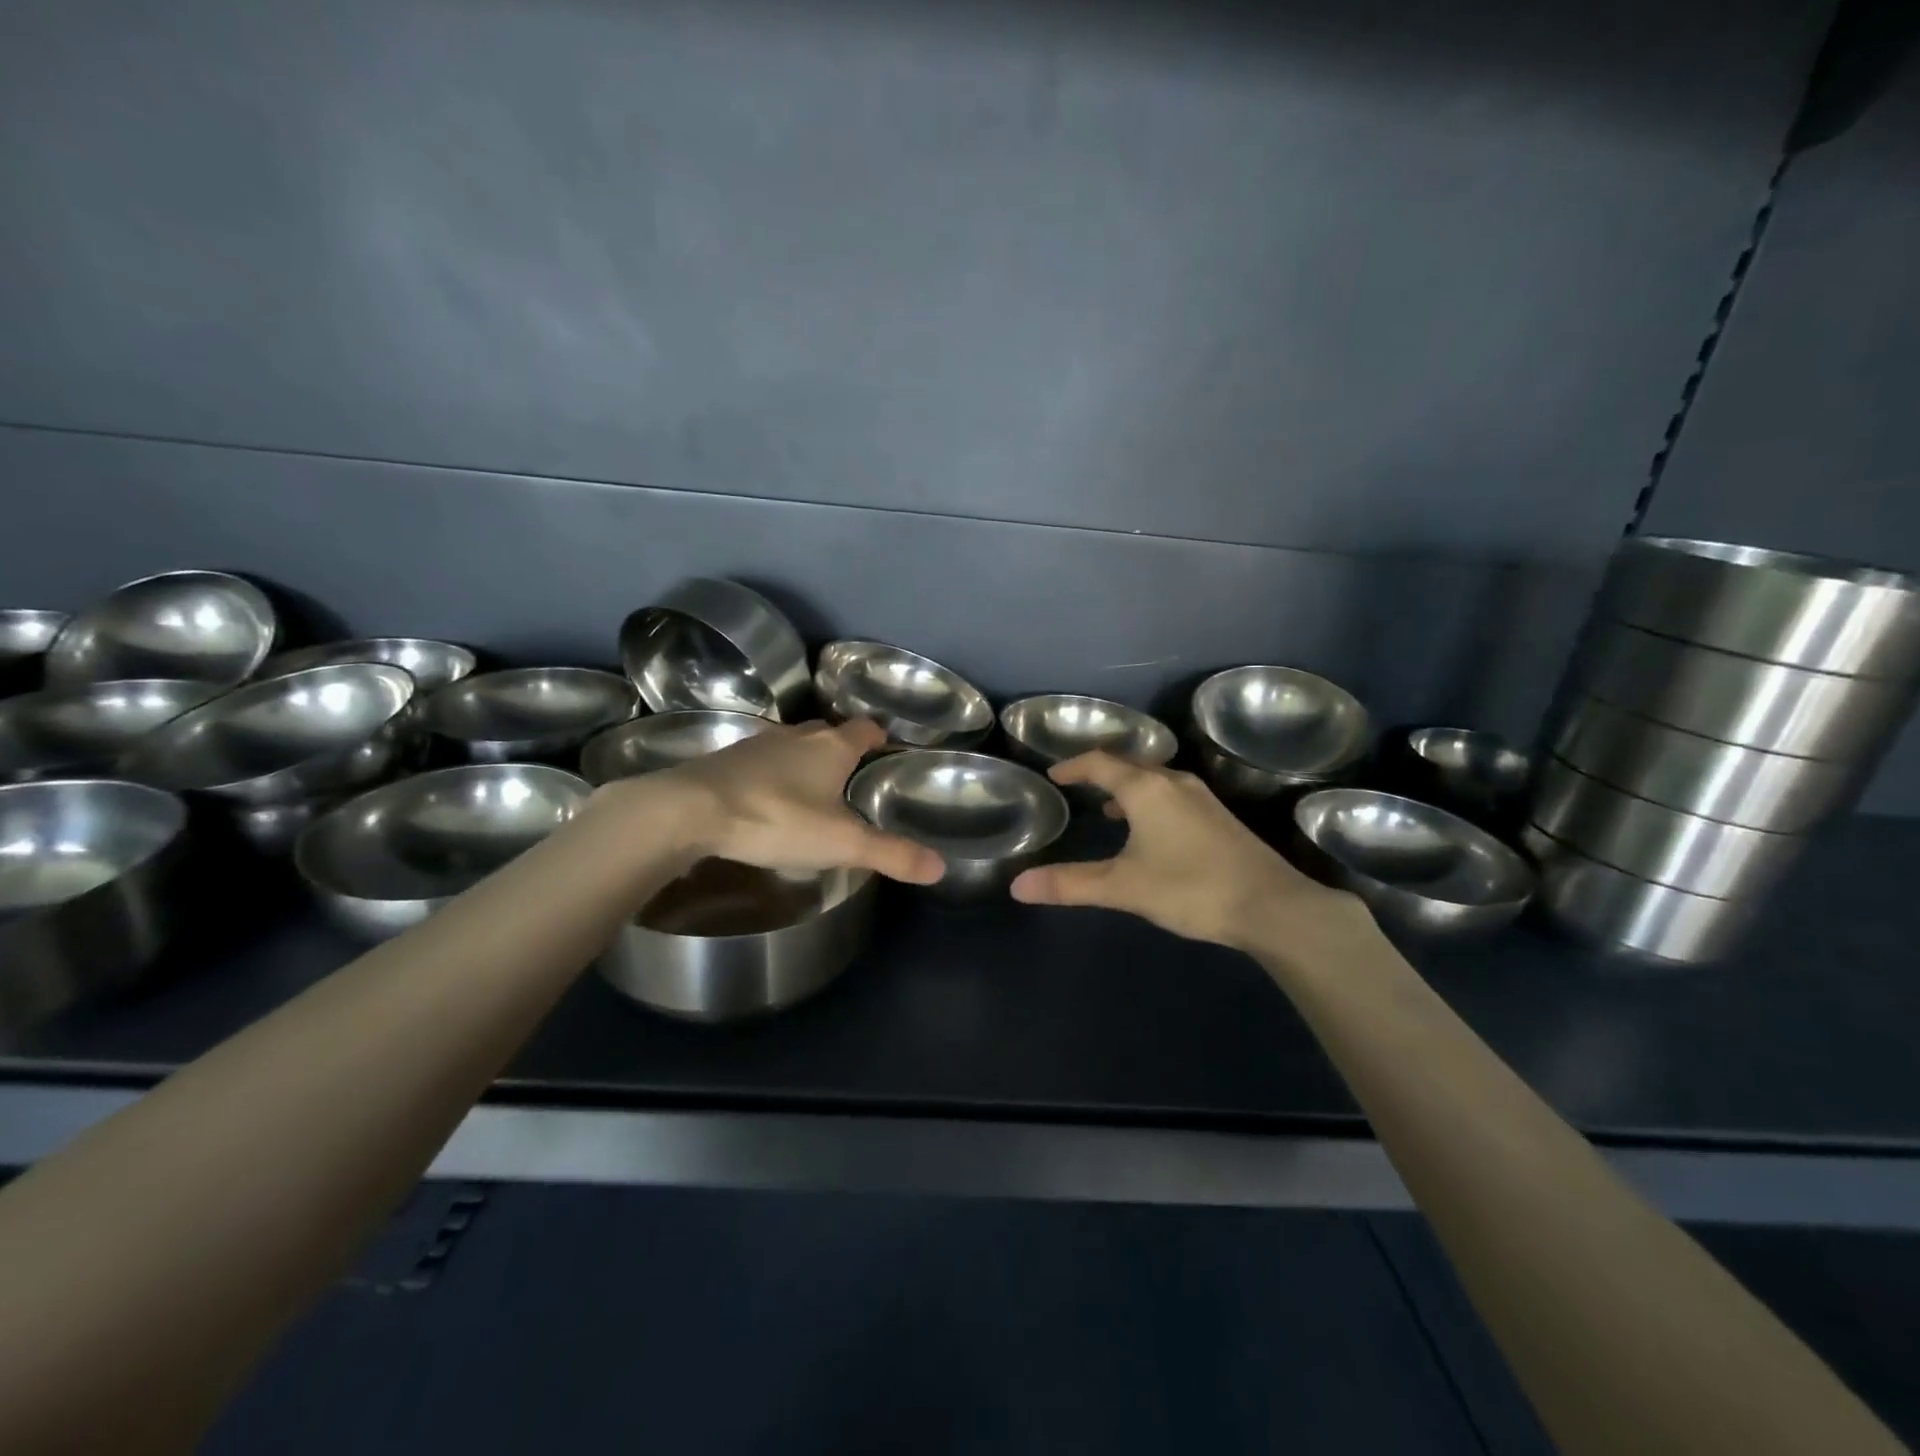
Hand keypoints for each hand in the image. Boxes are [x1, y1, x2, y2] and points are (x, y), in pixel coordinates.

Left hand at [599, 718, 943, 883]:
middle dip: (842, 751)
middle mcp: (797, 736)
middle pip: (828, 734)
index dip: (879, 738)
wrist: (690, 810)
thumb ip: (891, 854)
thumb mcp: (841, 843)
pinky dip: (771, 776)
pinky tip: (767, 803)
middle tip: (853, 780)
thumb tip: (941, 867)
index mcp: (831, 747)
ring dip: (804, 763)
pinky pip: (760, 762)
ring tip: (812, 794)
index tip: (887, 753)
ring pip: (792, 747)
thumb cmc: (777, 818)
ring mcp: (757, 744)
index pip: (866, 729)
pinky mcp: (725, 761)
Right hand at [1009, 753, 1377, 956]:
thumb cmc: (1191, 888)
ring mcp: (1201, 797)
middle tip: (1077, 786)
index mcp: (1146, 789)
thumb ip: (1070, 884)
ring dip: (1128, 787)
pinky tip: (1151, 831)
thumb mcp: (1124, 887)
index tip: (1054, 775)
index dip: (1074, 766)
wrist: (1272, 905)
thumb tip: (1017, 886)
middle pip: (1129, 765)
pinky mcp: (1218, 816)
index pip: (1100, 763)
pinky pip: (1172, 795)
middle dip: (1100, 773)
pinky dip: (1150, 801)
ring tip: (1108, 808)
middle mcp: (1174, 782)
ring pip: (1154, 780)